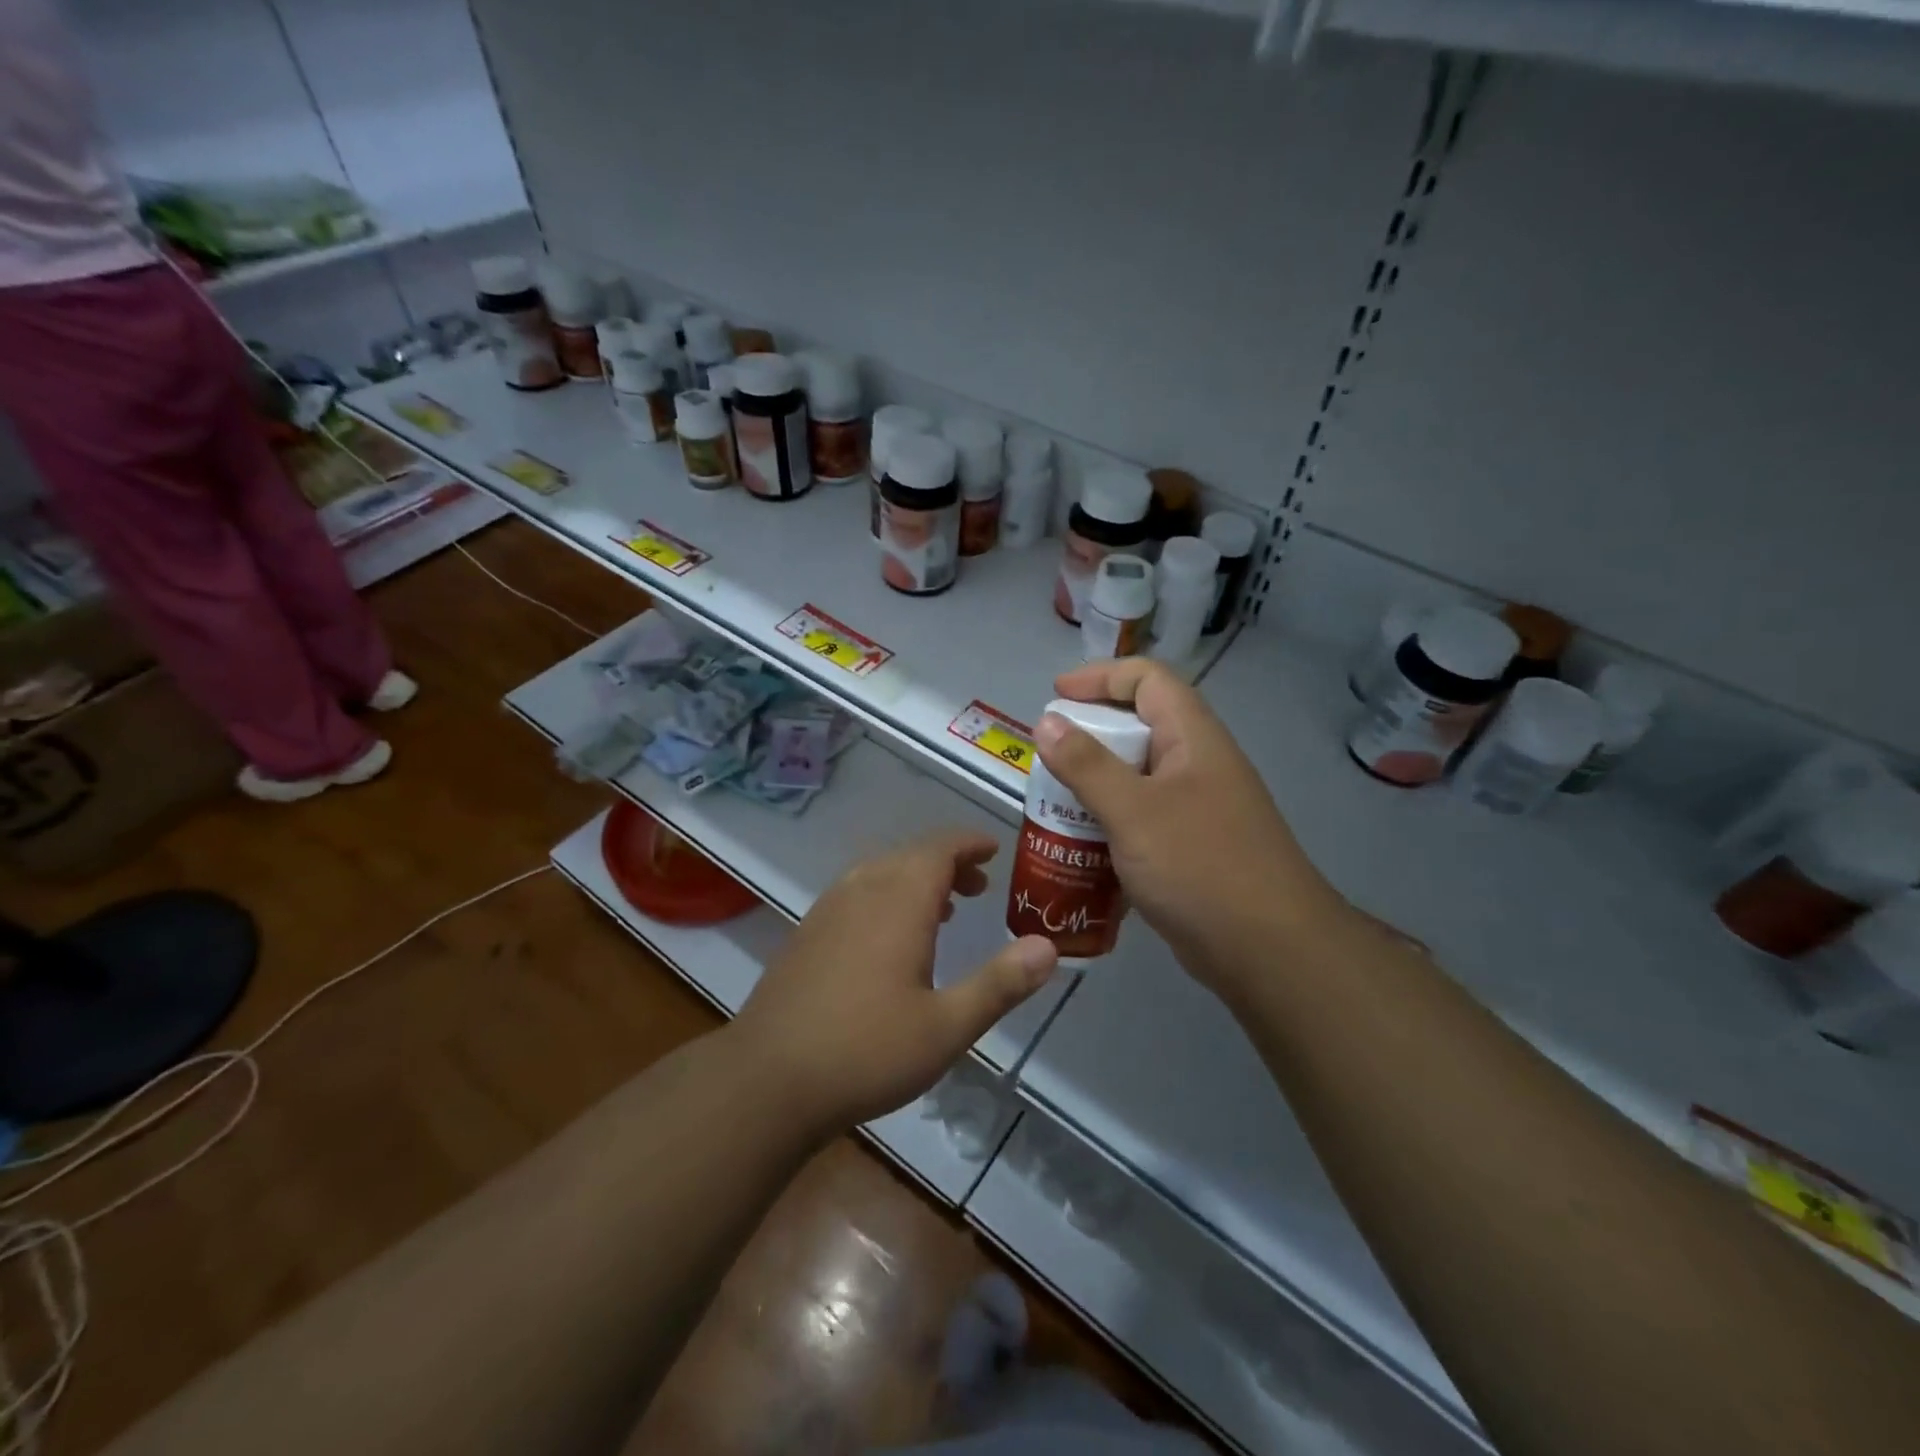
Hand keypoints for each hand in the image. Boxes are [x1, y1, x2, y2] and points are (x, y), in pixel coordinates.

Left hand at [730, 832, 1058, 1137]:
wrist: (766, 1080)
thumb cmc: (866, 1051)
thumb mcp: (946, 1027)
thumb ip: (999, 984)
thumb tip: (1049, 947)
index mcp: (899, 902)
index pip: (940, 849)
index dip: (969, 844)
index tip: (994, 850)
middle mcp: (862, 891)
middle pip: (910, 856)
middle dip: (948, 863)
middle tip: (978, 887)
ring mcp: (828, 910)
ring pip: (880, 872)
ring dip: (915, 878)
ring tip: (943, 908)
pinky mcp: (807, 933)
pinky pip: (856, 892)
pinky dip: (886, 895)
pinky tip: (889, 937)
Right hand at [1036, 659, 1352, 1000]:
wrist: (1268, 951)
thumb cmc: (1200, 866)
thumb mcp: (1134, 811)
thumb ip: (1086, 765)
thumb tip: (1047, 722)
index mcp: (1193, 739)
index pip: (1147, 680)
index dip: (1100, 677)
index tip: (1055, 696)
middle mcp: (1197, 765)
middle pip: (1138, 728)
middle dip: (1088, 737)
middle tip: (1046, 759)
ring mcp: (1196, 809)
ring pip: (1136, 779)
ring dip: (1094, 786)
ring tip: (1052, 805)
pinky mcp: (1190, 848)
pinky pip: (1141, 820)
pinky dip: (1109, 825)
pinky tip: (1079, 849)